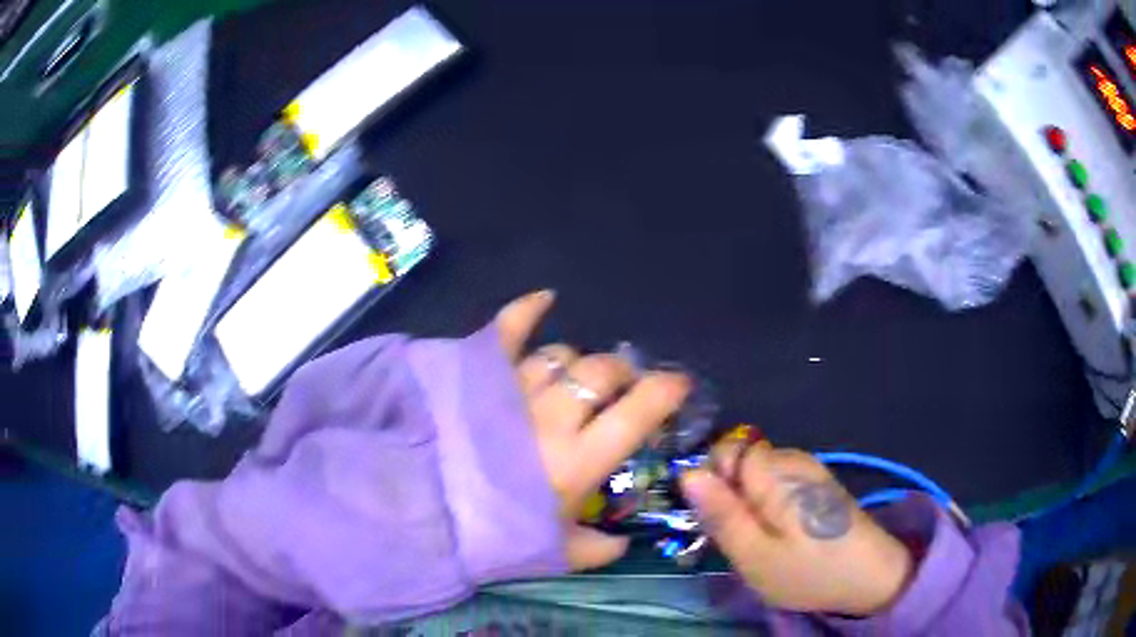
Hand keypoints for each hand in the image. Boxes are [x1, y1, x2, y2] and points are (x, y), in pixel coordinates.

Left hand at [497, 290, 692, 571]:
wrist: (425, 511)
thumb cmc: (492, 534)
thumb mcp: (553, 551)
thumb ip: (595, 549)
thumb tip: (621, 544)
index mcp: (579, 458)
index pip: (638, 411)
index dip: (667, 391)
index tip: (678, 385)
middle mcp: (553, 416)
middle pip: (602, 371)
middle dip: (621, 373)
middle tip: (620, 386)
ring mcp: (515, 389)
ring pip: (561, 355)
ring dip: (577, 361)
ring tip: (575, 375)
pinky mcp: (481, 373)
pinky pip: (508, 329)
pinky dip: (527, 309)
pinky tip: (545, 298)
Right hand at [681, 440, 913, 615]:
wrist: (870, 576)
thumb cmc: (809, 571)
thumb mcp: (755, 556)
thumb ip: (721, 514)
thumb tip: (687, 474)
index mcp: (775, 473)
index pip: (723, 450)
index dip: (709, 480)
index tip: (712, 517)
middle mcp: (792, 459)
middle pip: (738, 460)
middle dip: (727, 494)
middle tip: (736, 538)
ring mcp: (807, 468)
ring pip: (754, 473)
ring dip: (746, 503)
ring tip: (758, 541)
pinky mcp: (816, 482)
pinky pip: (775, 482)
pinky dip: (766, 505)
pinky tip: (779, 534)